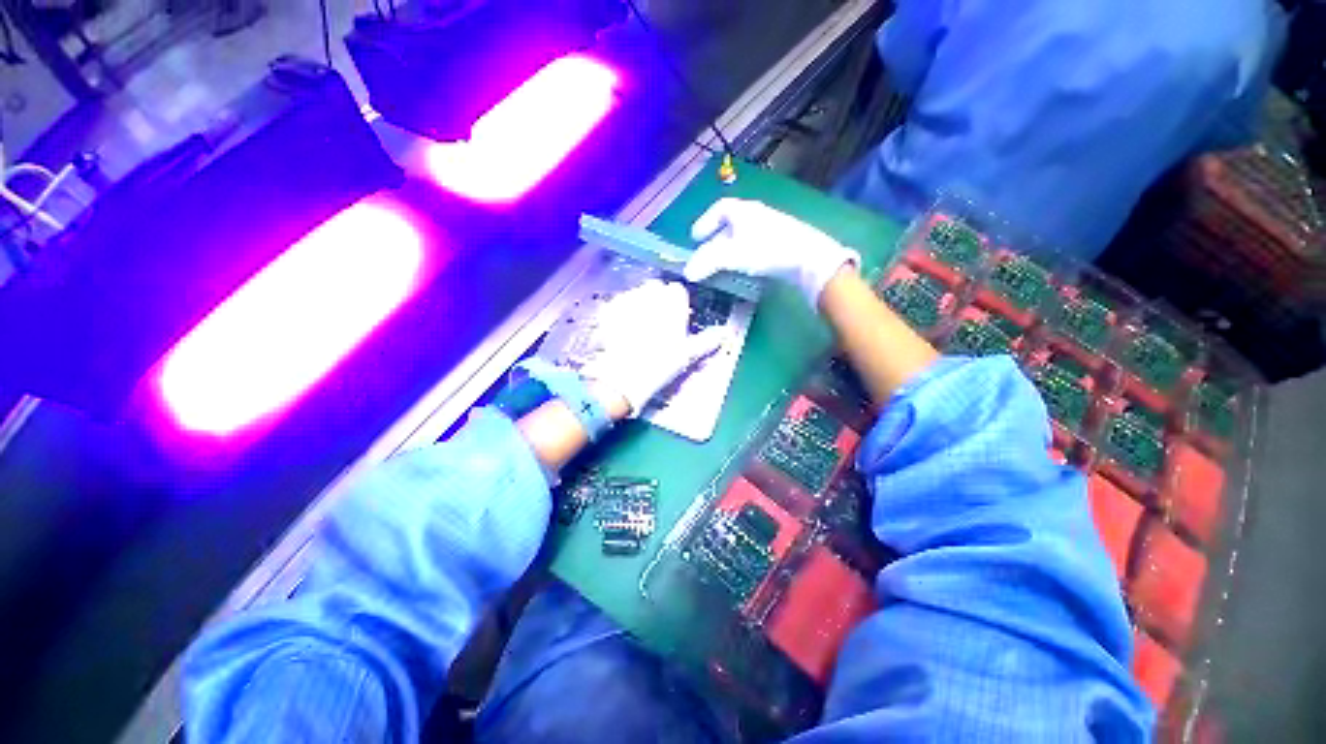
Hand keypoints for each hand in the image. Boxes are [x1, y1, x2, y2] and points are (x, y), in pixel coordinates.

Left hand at [580, 279, 725, 416]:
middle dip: (656, 300)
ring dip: (638, 303)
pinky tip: (620, 329)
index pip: (677, 291)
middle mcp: (650, 295)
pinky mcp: (608, 309)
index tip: (675, 318)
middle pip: (655, 288)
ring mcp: (627, 300)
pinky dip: (619, 311)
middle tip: (656, 322)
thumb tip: (724, 334)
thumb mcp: (688, 354)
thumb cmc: (661, 365)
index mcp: (672, 303)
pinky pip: (617, 303)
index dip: (676, 303)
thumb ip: (707, 340)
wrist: (624, 377)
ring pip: (635, 293)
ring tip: (637, 326)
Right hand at [683, 197, 860, 307]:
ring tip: (720, 266)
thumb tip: (687, 273)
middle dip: (714, 240)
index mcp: (743, 211)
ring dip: (728, 250)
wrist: (807, 258)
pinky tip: (742, 269)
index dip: (704, 222)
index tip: (695, 238)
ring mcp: (769, 229)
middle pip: (729, 224)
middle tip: (704, 256)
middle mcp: (755, 215)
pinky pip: (753, 246)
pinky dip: (742, 256)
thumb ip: (707, 262)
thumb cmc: (766, 249)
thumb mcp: (731, 255)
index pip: (719, 209)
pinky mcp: (779, 243)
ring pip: (742, 236)